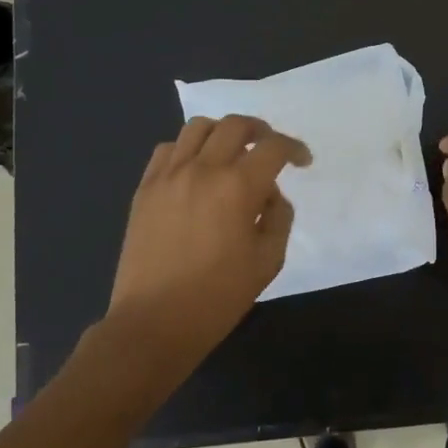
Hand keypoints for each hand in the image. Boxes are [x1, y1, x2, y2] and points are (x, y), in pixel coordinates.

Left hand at [102, 115, 309, 374]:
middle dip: (260, 131)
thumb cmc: (218, 296)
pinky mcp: (145, 188)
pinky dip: (187, 149)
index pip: (273, 147)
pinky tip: (195, 170)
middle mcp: (202, 169)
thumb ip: (278, 217)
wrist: (154, 322)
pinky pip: (167, 149)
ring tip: (231, 153)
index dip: (294, 148)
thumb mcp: (268, 260)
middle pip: (235, 125)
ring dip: (222, 133)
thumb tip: (269, 194)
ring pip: (198, 127)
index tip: (302, 161)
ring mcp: (169, 176)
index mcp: (238, 187)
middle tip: (269, 149)